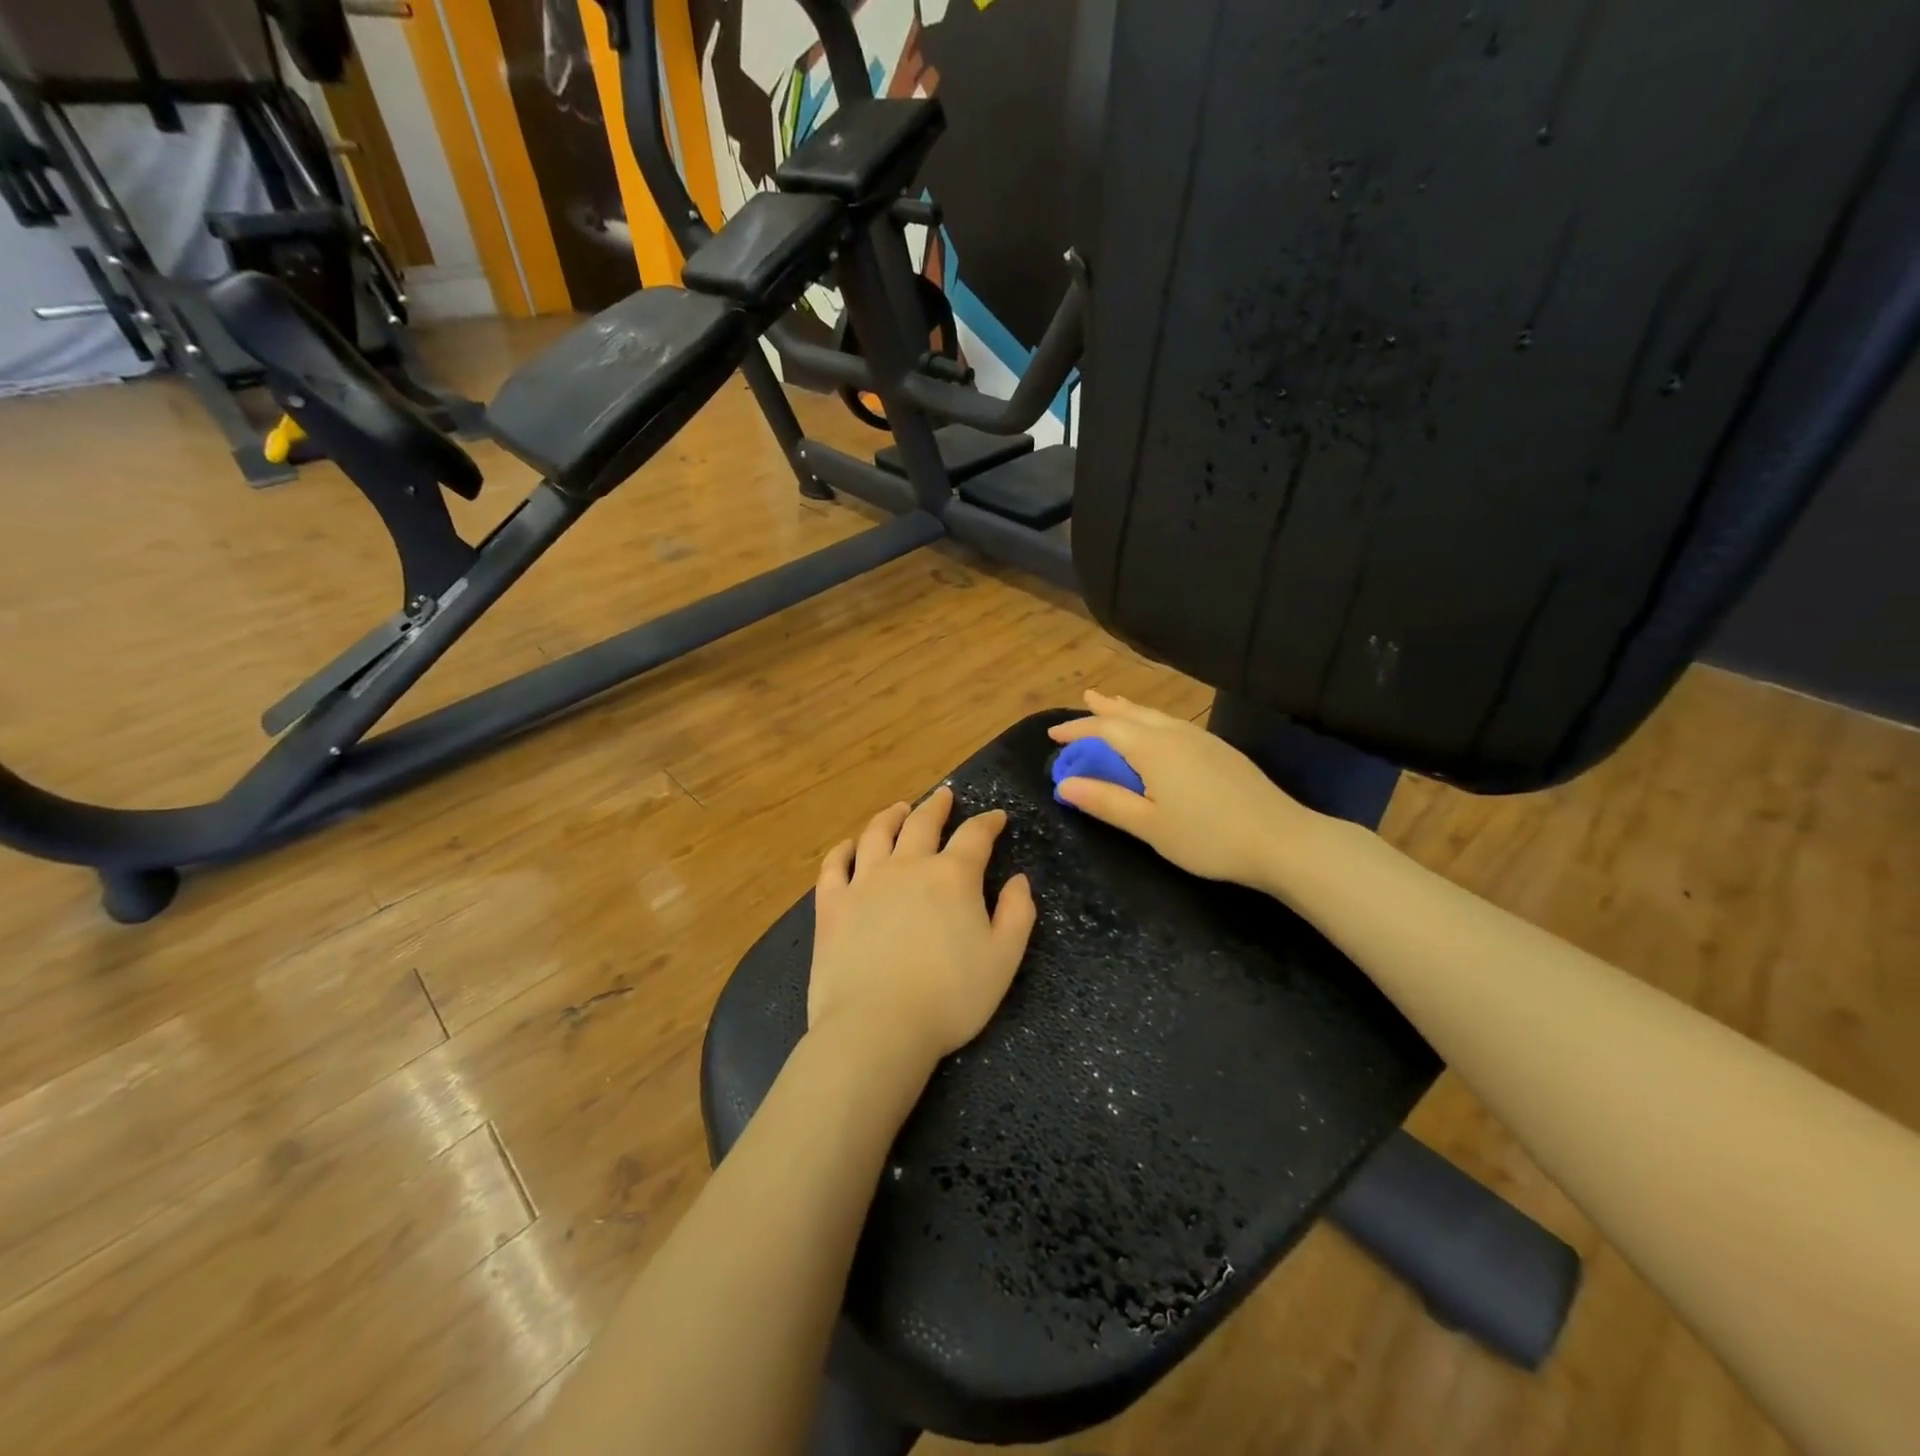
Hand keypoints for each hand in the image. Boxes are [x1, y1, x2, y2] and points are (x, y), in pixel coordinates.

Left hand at [809, 787, 1036, 1076]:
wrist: (877, 1026)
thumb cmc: (950, 997)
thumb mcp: (1003, 960)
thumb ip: (1017, 914)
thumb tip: (1018, 880)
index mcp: (952, 877)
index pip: (975, 836)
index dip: (988, 822)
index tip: (996, 817)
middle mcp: (908, 866)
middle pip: (923, 823)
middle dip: (937, 807)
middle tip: (944, 797)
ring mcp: (864, 882)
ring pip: (877, 834)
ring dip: (891, 816)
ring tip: (899, 809)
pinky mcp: (832, 904)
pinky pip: (835, 865)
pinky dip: (843, 850)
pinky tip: (848, 846)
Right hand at [1047, 690, 1325, 887]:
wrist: (1282, 840)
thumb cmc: (1207, 837)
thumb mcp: (1149, 825)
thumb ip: (1106, 802)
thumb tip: (1064, 785)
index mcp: (1153, 748)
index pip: (1105, 729)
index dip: (1077, 730)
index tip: (1053, 735)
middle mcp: (1175, 734)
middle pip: (1133, 713)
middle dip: (1105, 709)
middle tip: (1085, 699)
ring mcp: (1202, 739)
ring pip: (1157, 716)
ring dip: (1130, 710)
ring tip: (1114, 704)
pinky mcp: (1221, 751)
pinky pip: (1174, 724)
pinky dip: (1153, 721)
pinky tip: (1158, 731)